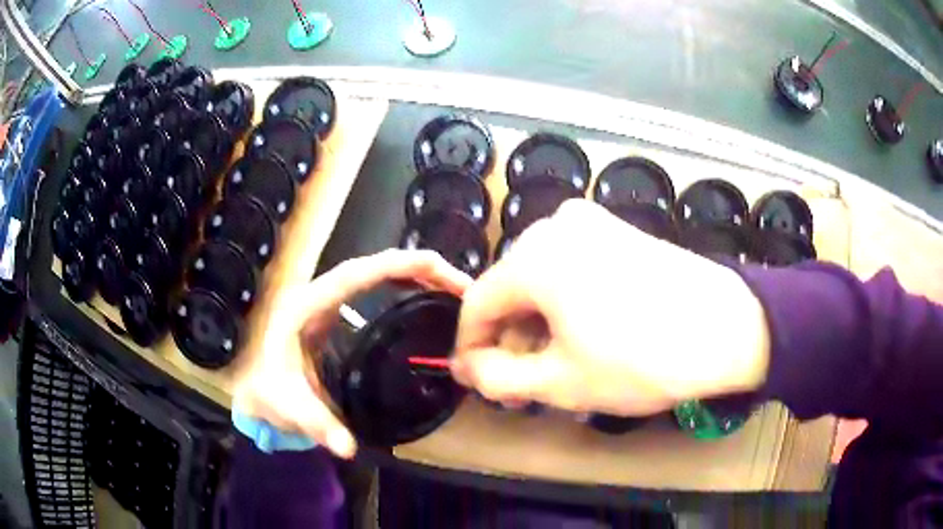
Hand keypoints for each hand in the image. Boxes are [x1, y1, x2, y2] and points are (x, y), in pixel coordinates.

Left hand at [232, 249, 471, 457]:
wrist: (258, 396)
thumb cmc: (269, 395)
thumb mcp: (290, 409)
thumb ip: (317, 426)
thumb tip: (348, 447)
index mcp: (306, 307)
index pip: (353, 275)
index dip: (395, 266)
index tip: (436, 267)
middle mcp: (318, 294)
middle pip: (371, 266)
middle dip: (416, 267)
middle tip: (460, 284)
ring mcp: (327, 301)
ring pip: (374, 273)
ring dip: (413, 273)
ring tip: (452, 286)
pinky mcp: (336, 313)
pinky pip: (373, 289)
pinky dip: (402, 286)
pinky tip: (424, 297)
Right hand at [452, 199, 769, 416]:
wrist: (727, 328)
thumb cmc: (642, 360)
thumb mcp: (560, 382)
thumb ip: (495, 377)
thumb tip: (463, 367)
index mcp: (534, 257)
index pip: (476, 304)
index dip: (471, 347)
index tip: (479, 381)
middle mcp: (555, 225)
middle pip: (510, 289)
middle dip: (511, 339)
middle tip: (525, 385)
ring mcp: (591, 222)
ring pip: (541, 279)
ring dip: (539, 323)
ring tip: (559, 365)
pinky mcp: (617, 230)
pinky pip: (571, 266)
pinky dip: (565, 302)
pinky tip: (587, 333)